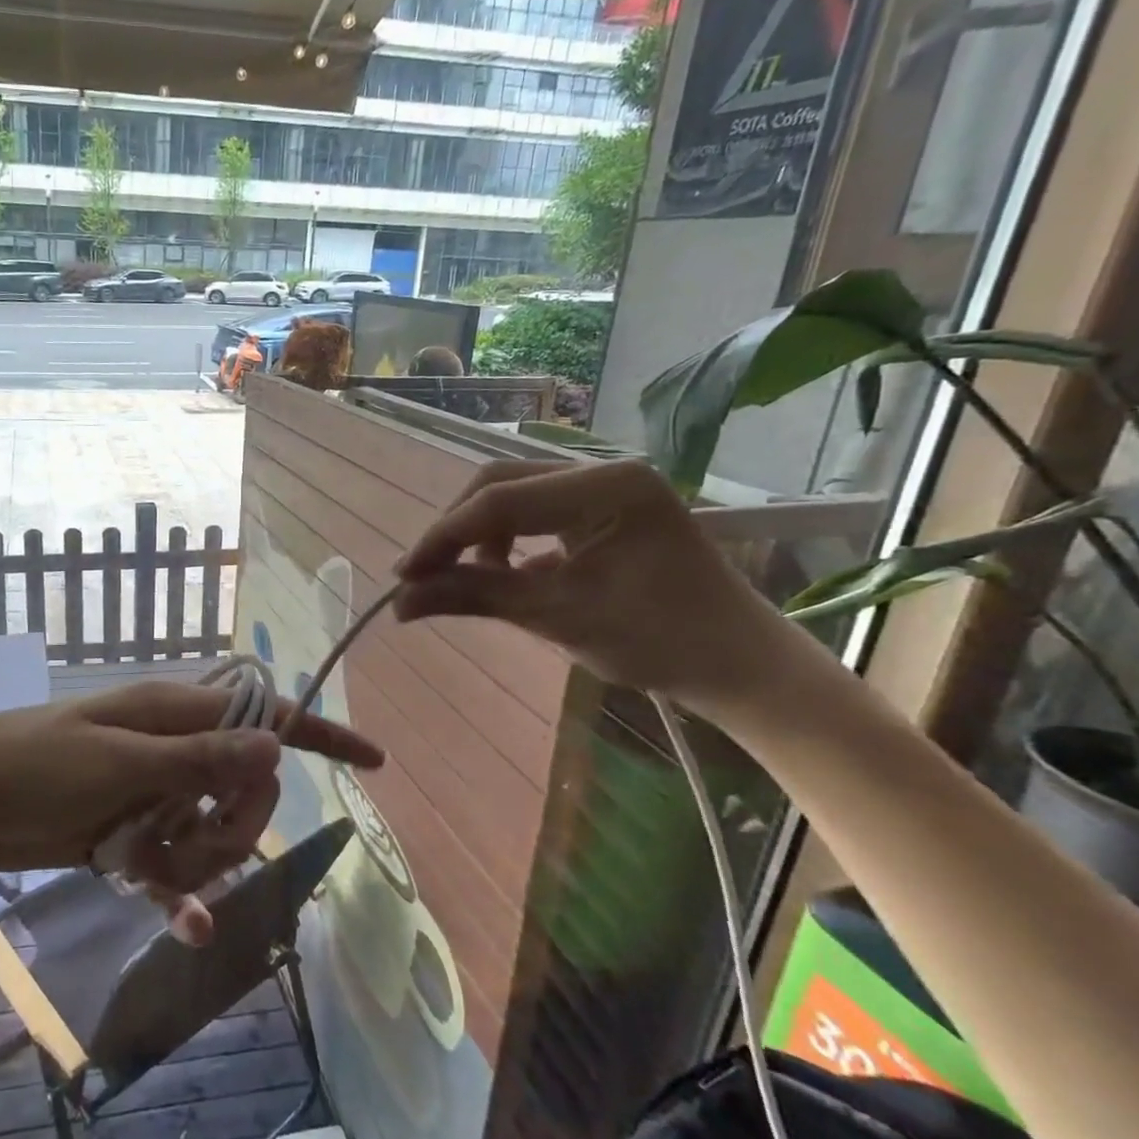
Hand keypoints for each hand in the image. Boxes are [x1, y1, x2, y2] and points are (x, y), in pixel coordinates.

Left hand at [0, 678, 382, 894]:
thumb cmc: (34, 765)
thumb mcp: (117, 760)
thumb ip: (197, 756)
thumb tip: (276, 742)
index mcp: (174, 714)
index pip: (264, 715)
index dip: (320, 734)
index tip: (373, 762)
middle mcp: (172, 750)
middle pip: (246, 788)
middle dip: (230, 824)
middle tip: (179, 839)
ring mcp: (152, 794)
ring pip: (213, 834)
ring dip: (194, 863)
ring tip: (138, 862)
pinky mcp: (129, 835)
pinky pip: (176, 868)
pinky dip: (180, 893)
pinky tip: (182, 925)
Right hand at [393, 458, 798, 719]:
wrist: (740, 668)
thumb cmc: (657, 643)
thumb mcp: (555, 617)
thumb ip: (472, 597)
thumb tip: (398, 603)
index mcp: (605, 486)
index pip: (499, 500)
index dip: (443, 537)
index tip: (403, 576)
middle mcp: (605, 470)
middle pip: (501, 484)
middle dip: (457, 531)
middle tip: (424, 576)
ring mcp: (609, 485)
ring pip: (515, 495)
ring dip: (480, 535)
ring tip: (468, 580)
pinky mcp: (608, 507)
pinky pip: (539, 510)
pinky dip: (510, 539)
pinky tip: (506, 572)